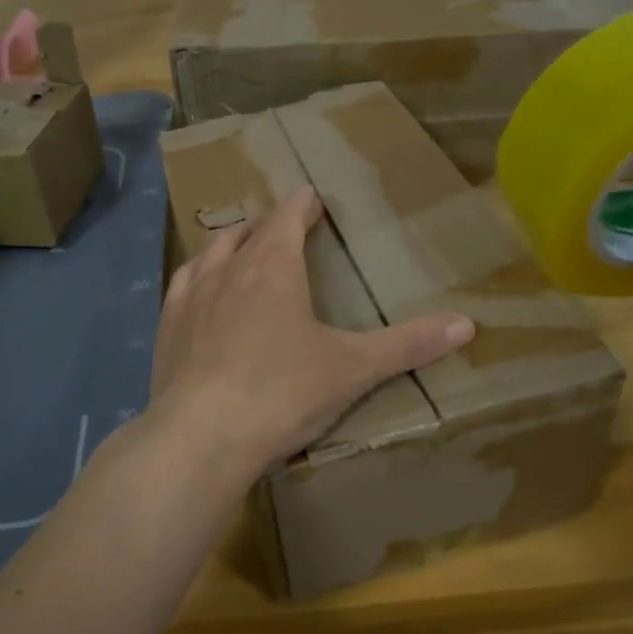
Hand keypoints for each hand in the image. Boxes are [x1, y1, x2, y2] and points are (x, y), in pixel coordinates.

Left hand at [148, 187, 475, 473]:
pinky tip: (197, 290)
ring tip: (239, 247)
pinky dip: (196, 277)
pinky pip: (181, 285)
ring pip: (210, 253)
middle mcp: (227, 269)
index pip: (287, 217)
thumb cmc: (282, 392)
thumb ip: (407, 344)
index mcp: (273, 266)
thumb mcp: (352, 369)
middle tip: (280, 225)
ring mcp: (190, 296)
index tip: (311, 197)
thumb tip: (467, 324)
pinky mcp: (166, 328)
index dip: (302, 204)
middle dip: (267, 224)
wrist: (201, 436)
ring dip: (229, 244)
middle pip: (247, 231)